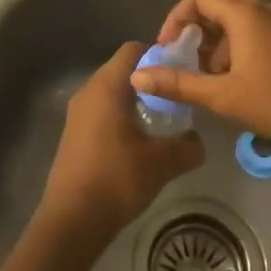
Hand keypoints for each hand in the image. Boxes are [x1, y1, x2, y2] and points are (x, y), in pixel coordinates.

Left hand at [38, 42, 203, 250]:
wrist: (71, 221)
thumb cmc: (116, 179)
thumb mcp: (162, 163)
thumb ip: (187, 146)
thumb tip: (198, 141)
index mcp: (107, 86)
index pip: (134, 49)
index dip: (159, 55)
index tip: (180, 74)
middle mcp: (88, 91)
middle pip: (123, 70)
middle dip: (151, 81)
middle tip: (176, 100)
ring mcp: (77, 113)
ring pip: (112, 93)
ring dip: (135, 102)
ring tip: (161, 124)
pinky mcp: (73, 134)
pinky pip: (102, 112)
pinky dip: (120, 119)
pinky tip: (137, 145)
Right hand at [135, 0, 270, 147]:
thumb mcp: (221, 95)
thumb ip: (178, 83)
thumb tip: (138, 76)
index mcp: (244, 14)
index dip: (178, 17)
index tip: (170, 46)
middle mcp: (263, 9)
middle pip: (221, 1)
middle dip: (199, 25)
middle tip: (189, 54)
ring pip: (241, 15)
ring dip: (220, 37)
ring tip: (212, 74)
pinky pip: (258, 27)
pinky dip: (240, 42)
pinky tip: (239, 76)